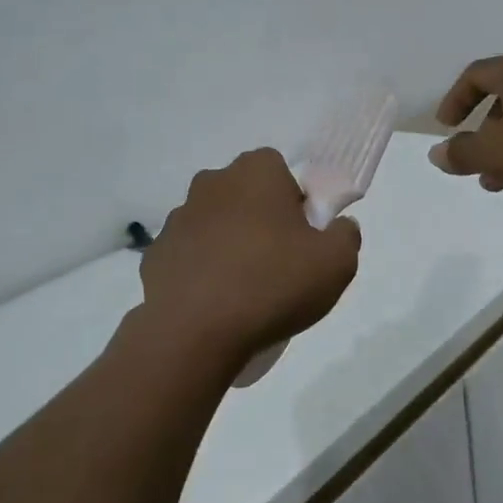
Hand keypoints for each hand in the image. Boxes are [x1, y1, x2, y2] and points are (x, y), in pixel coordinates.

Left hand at [134, 148, 361, 376]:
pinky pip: (189, 256)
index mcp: (255, 172)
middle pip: (245, 195)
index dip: (294, 202)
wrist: (194, 332)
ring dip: (228, 245)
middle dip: (260, 221)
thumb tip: (339, 226)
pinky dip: (201, 272)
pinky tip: (213, 304)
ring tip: (244, 291)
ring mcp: (177, 218)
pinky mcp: (156, 253)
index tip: (302, 237)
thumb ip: (346, 236)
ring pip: (214, 225)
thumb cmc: (272, 284)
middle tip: (278, 264)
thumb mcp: (336, 263)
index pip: (280, 171)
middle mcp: (212, 183)